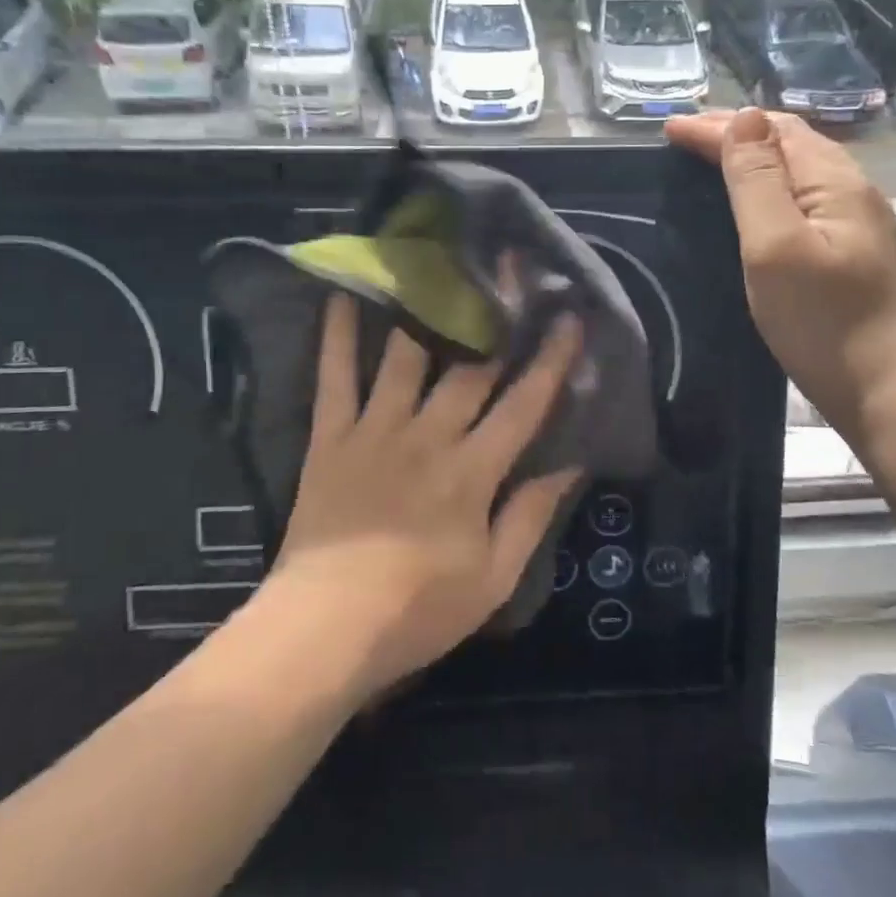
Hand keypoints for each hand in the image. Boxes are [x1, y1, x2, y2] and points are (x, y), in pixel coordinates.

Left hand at [264, 294, 582, 697]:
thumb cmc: (418, 610)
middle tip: (512, 270)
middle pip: (470, 367)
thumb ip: (531, 516)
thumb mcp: (494, 579)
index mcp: (472, 471)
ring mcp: (376, 430)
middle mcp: (428, 436)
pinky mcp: (330, 437)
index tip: (570, 318)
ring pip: (406, 357)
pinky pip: (335, 377)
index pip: (523, 405)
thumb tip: (571, 464)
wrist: (324, 630)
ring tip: (439, 266)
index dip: (550, 360)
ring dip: (426, 310)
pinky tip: (344, 294)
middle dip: (497, 317)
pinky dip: (338, 335)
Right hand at [665, 107, 895, 414]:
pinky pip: (807, 195)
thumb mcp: (776, 246)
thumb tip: (746, 118)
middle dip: (737, 132)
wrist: (887, 389)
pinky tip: (760, 201)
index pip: (771, 132)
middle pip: (791, 141)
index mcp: (834, 182)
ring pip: (801, 168)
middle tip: (687, 136)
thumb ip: (758, 181)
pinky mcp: (854, 250)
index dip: (718, 127)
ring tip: (716, 158)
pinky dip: (772, 184)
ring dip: (756, 155)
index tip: (669, 129)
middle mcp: (853, 190)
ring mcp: (859, 221)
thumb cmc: (822, 320)